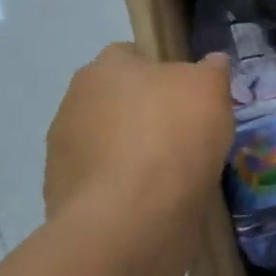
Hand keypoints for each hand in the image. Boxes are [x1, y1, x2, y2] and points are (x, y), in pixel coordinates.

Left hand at [44, 44, 234, 234]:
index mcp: (103, 70)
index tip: (188, 95)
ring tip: (173, 177)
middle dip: (145, 115)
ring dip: (133, 154)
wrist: (131, 219)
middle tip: (185, 135)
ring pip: (109, 145)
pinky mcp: (63, 199)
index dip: (161, 72)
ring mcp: (63, 155)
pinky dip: (125, 191)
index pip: (130, 56)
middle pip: (117, 102)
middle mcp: (73, 104)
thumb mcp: (211, 89)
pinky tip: (153, 204)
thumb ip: (211, 70)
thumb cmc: (173, 136)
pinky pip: (104, 185)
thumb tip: (212, 63)